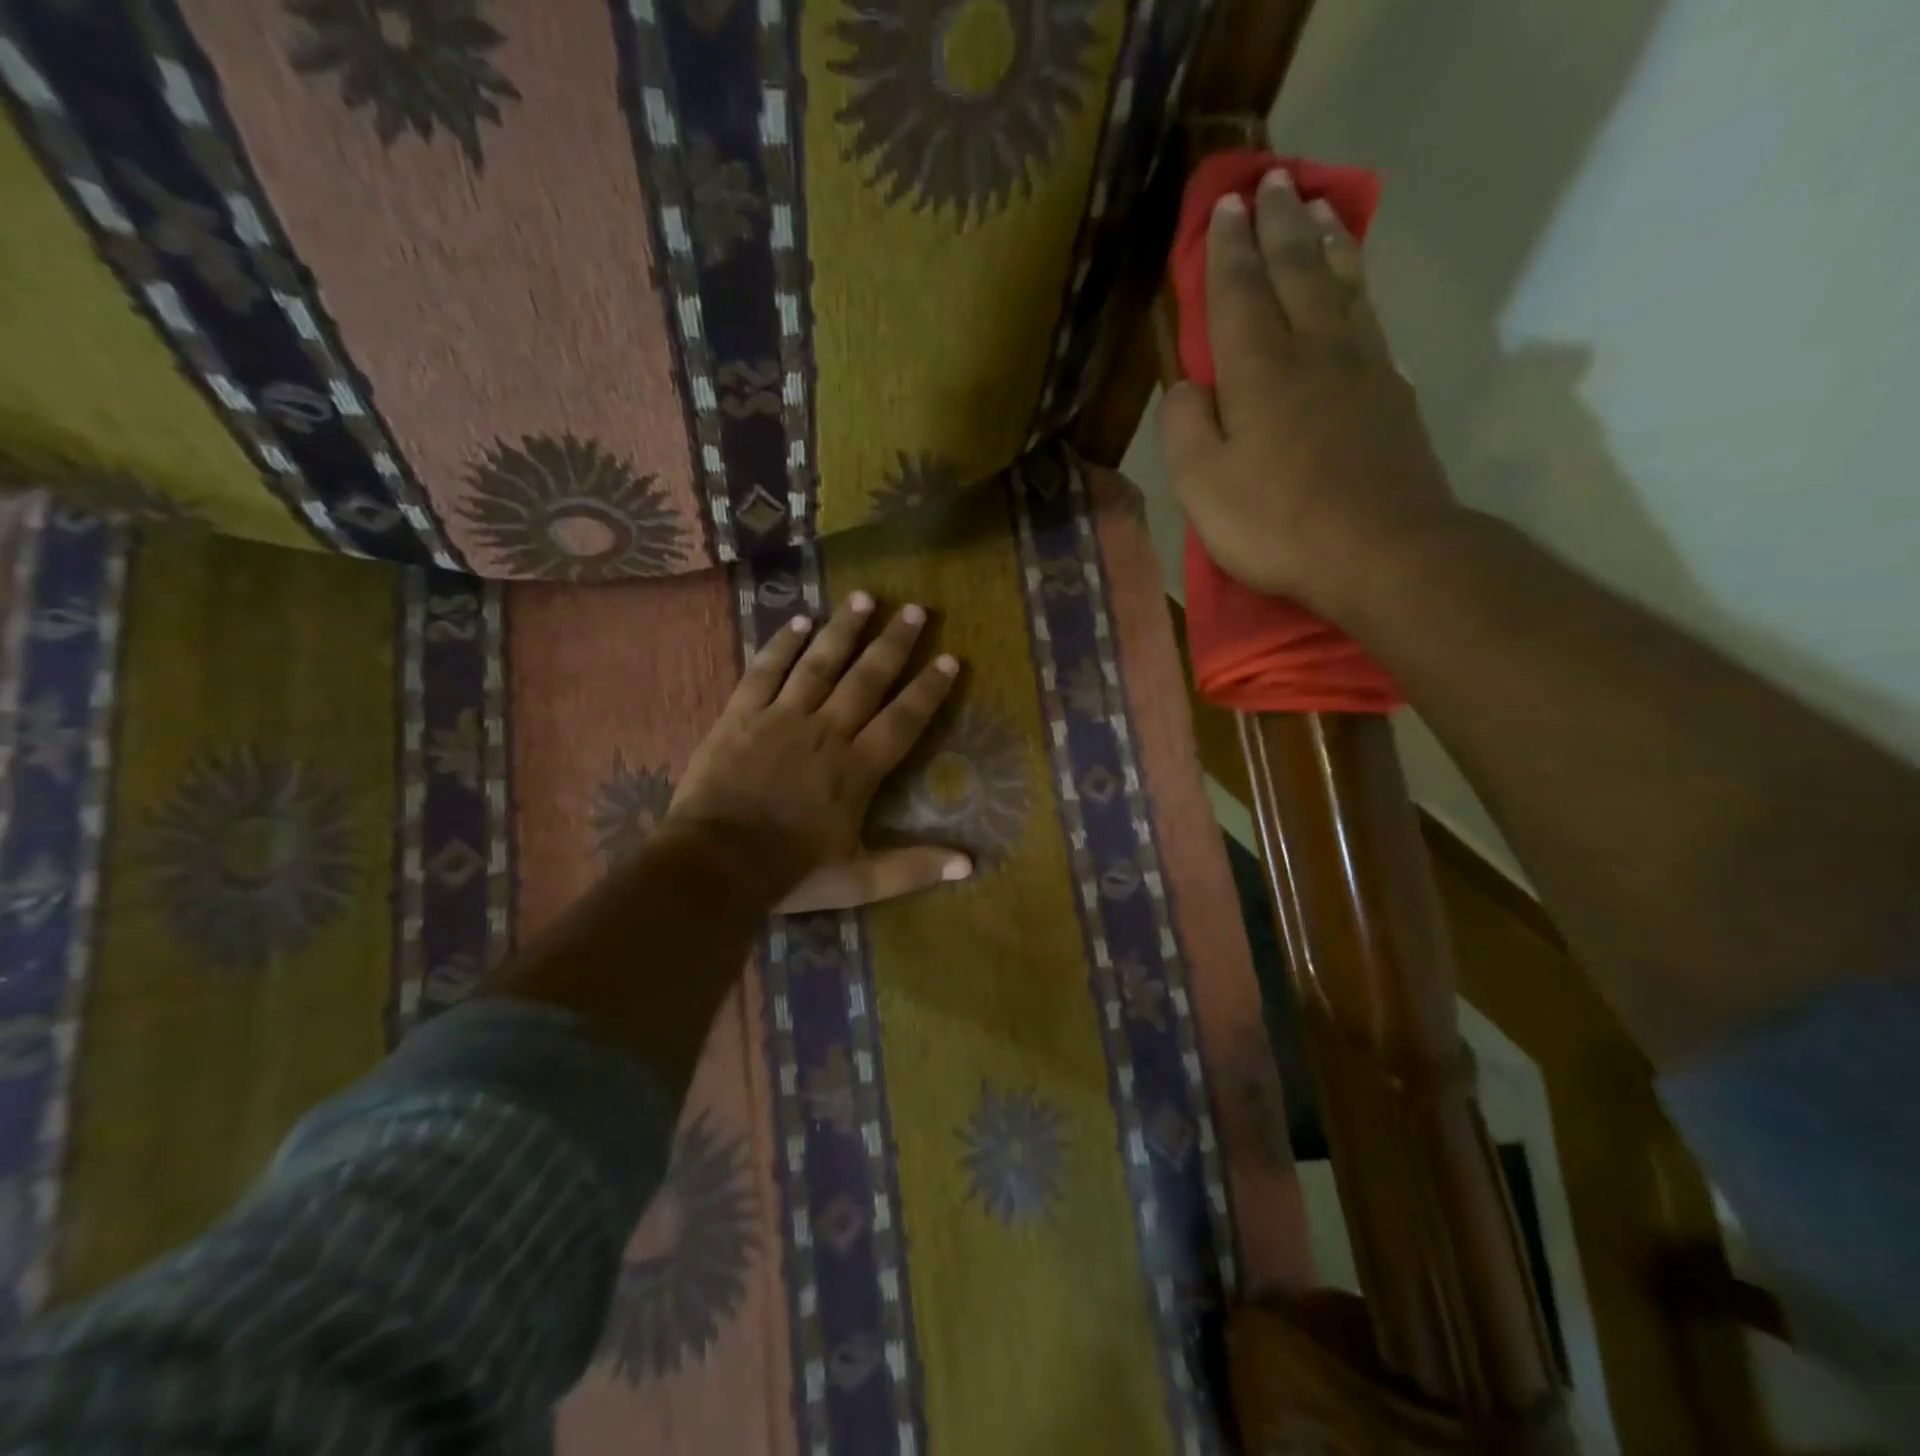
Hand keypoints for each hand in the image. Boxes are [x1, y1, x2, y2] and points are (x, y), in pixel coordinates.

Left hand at [667, 592, 970, 913]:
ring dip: (844, 630)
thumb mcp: (859, 880)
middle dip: (893, 643)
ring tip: (864, 597)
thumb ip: (913, 868)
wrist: (716, 863)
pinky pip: (766, 671)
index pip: (903, 720)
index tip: (950, 659)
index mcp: (857, 768)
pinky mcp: (742, 715)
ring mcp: (782, 718)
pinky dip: (782, 645)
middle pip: (866, 679)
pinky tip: (799, 621)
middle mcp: (826, 732)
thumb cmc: (791, 872)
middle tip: (914, 610)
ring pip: (820, 664)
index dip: (928, 690)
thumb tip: (970, 864)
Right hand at [1159, 170, 1460, 618]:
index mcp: (1259, 372)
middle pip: (1296, 271)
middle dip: (1279, 225)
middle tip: (1273, 182)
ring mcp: (1362, 368)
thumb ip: (1183, 429)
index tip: (1225, 208)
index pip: (1238, 294)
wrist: (1383, 552)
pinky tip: (1355, 286)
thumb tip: (1184, 388)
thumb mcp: (1203, 488)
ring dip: (1325, 241)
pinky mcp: (1393, 394)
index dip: (1228, 251)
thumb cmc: (1278, 525)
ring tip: (1318, 207)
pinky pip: (1370, 319)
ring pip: (1341, 285)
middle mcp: (1313, 351)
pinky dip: (1358, 287)